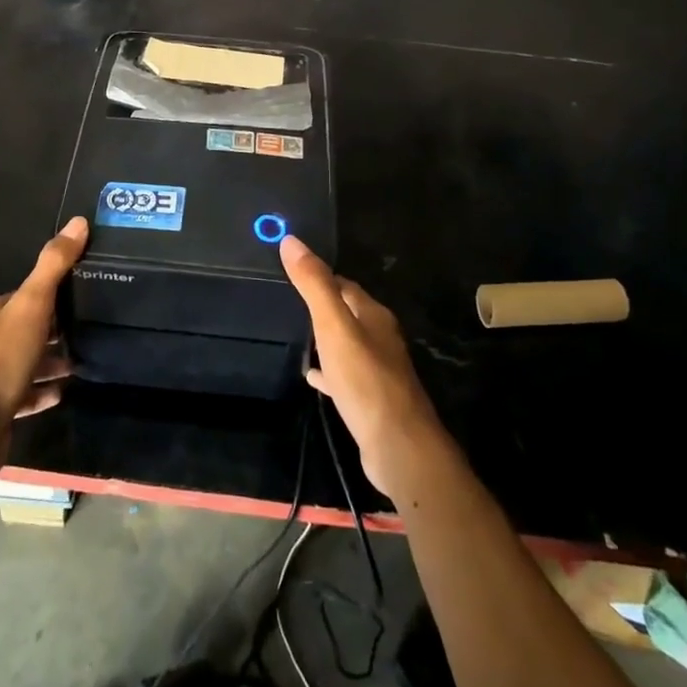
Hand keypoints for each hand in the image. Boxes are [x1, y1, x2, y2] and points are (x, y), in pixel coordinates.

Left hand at [0, 217, 85, 476]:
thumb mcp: (32, 305)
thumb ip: (54, 265)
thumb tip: (79, 221)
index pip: (23, 295)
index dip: (50, 295)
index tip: (79, 296)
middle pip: (24, 327)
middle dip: (53, 328)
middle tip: (86, 328)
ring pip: (24, 361)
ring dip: (50, 361)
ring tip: (80, 361)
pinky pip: (23, 394)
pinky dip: (42, 391)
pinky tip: (63, 392)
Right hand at [281, 236, 450, 508]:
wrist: (397, 446)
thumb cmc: (365, 379)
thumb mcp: (333, 326)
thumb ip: (314, 284)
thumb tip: (291, 240)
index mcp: (374, 315)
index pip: (345, 285)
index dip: (321, 277)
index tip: (293, 272)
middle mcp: (380, 338)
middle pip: (348, 313)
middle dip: (322, 306)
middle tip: (289, 302)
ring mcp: (378, 370)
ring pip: (347, 344)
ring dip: (325, 338)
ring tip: (296, 336)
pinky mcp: (372, 399)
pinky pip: (345, 375)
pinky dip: (328, 371)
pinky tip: (312, 377)